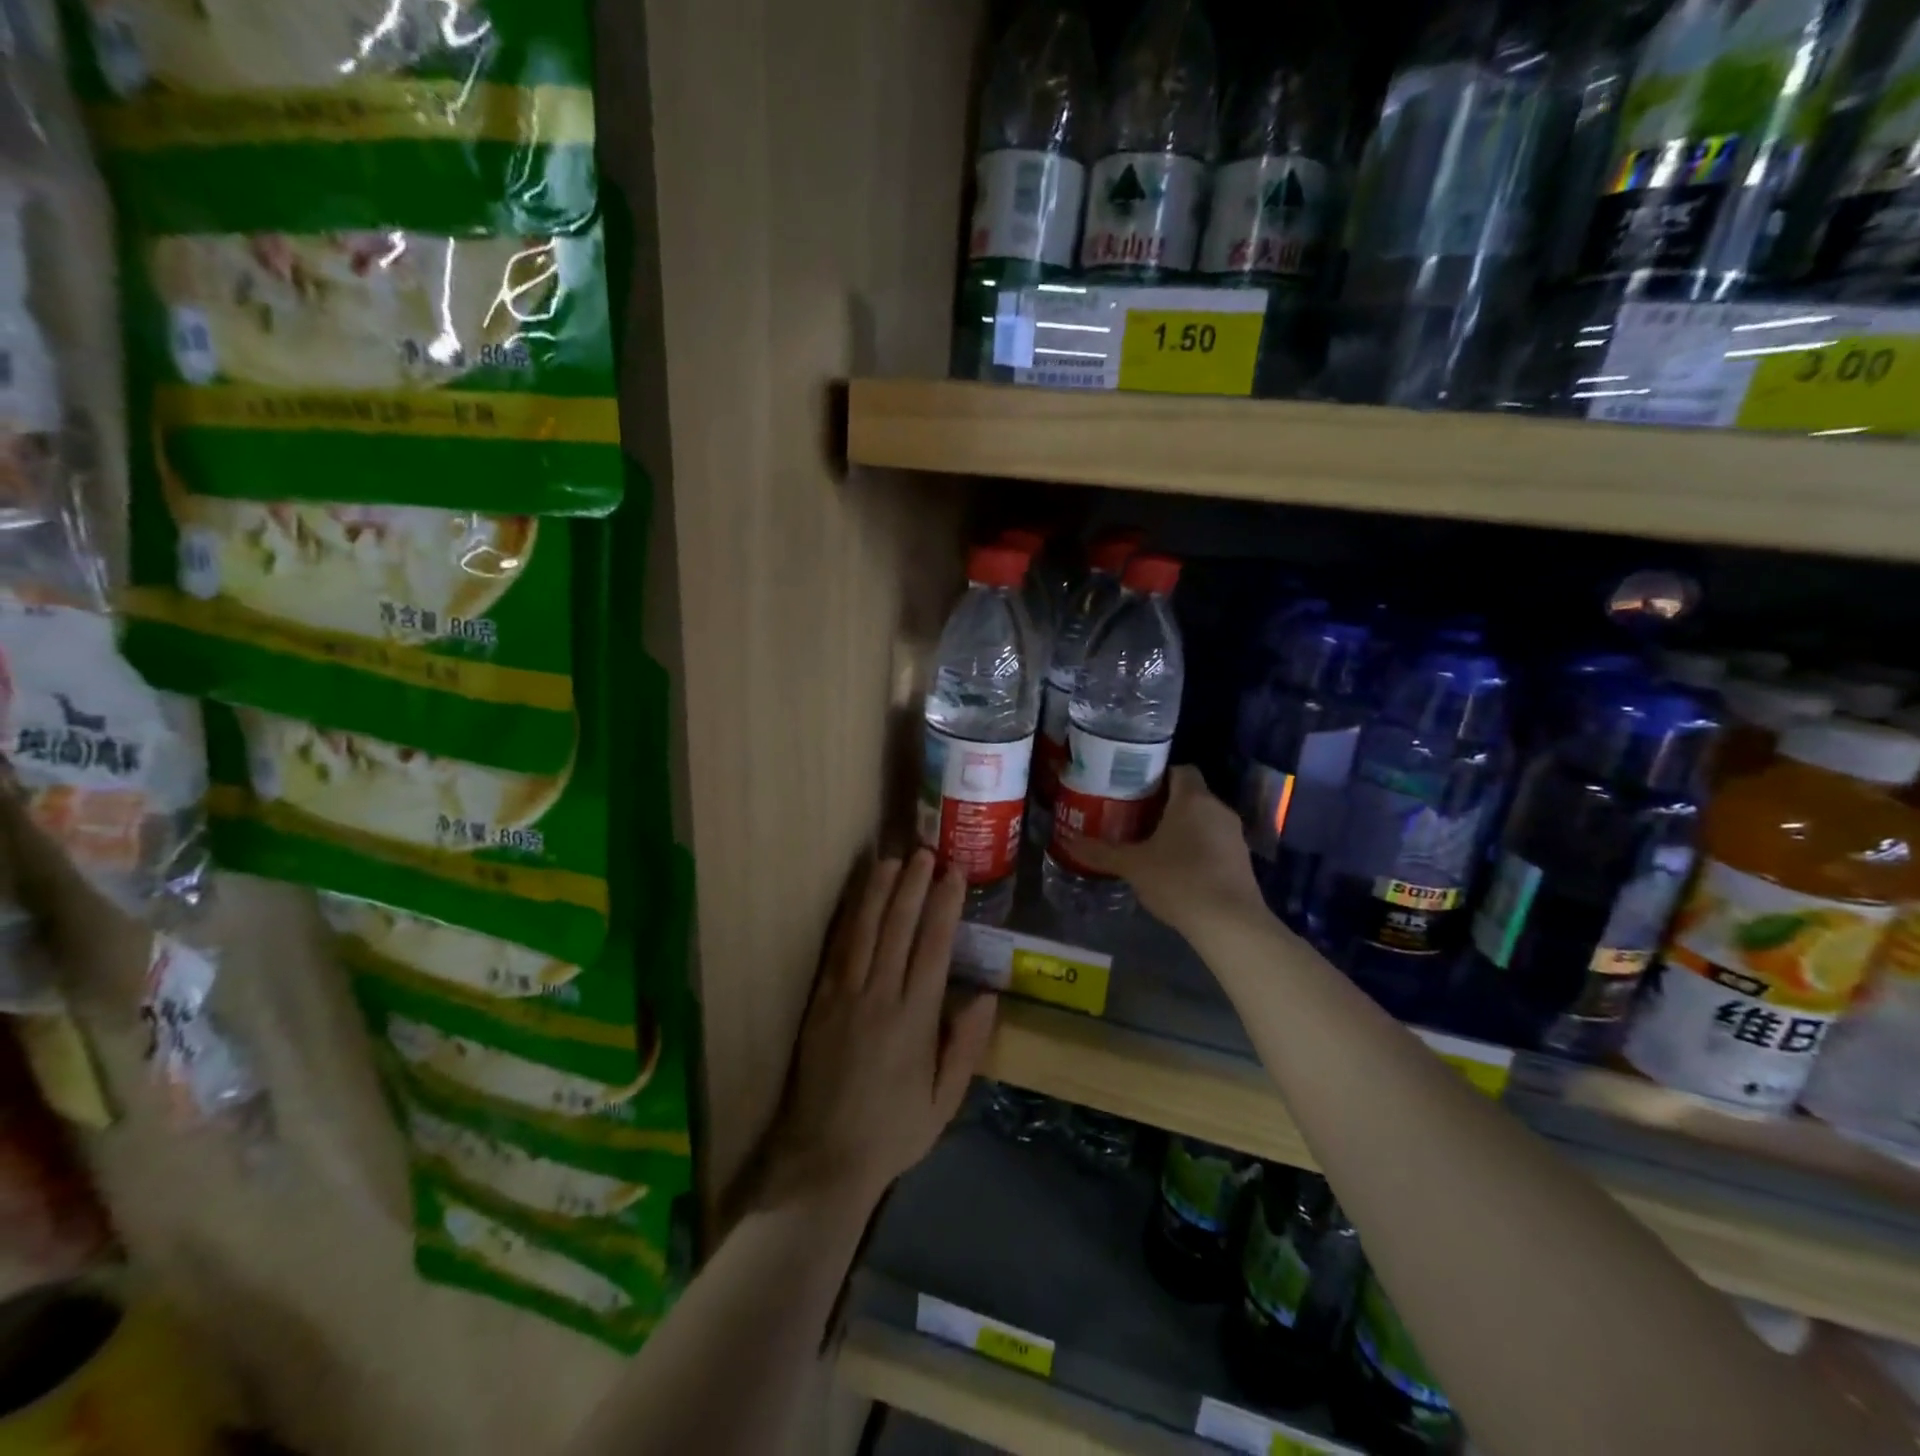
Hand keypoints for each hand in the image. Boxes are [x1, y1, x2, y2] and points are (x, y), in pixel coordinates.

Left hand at [757, 850, 997, 1216]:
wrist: (824, 1158)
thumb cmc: (893, 1131)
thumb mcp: (944, 1101)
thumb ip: (965, 1046)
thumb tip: (986, 994)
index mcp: (914, 1020)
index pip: (933, 948)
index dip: (944, 906)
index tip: (954, 875)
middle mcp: (879, 998)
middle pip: (898, 928)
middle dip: (913, 886)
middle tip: (926, 852)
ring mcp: (844, 996)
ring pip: (864, 931)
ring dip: (879, 892)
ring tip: (893, 860)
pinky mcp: (820, 1001)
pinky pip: (836, 950)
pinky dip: (849, 918)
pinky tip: (857, 897)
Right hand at [1064, 766, 1265, 934]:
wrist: (1230, 923)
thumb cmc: (1178, 880)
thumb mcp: (1133, 866)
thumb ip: (1101, 852)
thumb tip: (1069, 841)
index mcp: (1192, 798)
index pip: (1179, 769)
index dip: (1158, 776)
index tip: (1135, 790)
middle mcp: (1218, 808)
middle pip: (1190, 794)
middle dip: (1165, 804)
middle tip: (1135, 817)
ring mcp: (1235, 835)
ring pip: (1204, 820)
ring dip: (1183, 827)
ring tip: (1153, 843)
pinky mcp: (1243, 860)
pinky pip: (1215, 842)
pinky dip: (1198, 848)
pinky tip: (1178, 869)